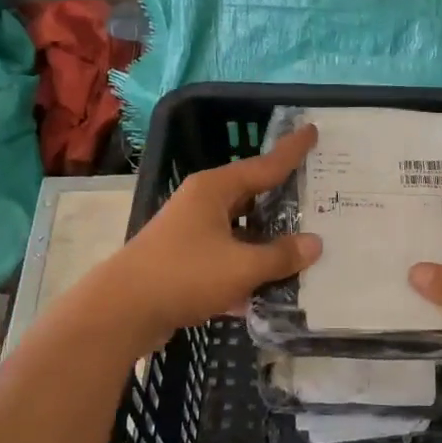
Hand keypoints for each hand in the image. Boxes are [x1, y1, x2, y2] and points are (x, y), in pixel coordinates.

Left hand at [103, 124, 322, 345]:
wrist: (122, 312)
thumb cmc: (184, 275)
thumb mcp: (241, 266)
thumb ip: (281, 255)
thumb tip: (314, 244)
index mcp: (214, 190)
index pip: (264, 165)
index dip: (291, 151)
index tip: (312, 130)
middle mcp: (202, 204)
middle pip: (252, 196)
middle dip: (283, 199)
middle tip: (319, 196)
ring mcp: (191, 233)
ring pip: (240, 230)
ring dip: (267, 240)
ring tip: (305, 246)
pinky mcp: (185, 261)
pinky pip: (227, 257)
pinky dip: (248, 267)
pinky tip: (272, 287)